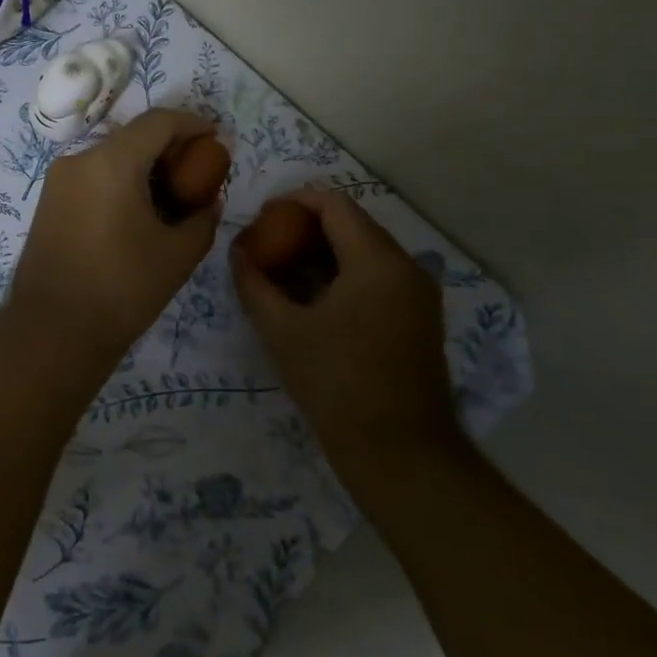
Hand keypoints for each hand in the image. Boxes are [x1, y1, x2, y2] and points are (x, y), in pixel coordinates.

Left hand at [8, 109, 222, 370]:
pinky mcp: (48, 203)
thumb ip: (202, 218)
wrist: (52, 331)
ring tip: (171, 197)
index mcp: (111, 162)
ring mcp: (58, 181)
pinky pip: (92, 177)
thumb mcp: (177, 255)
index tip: (215, 138)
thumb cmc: (121, 289)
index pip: (158, 122)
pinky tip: (138, 213)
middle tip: (198, 173)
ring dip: (143, 167)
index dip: (192, 124)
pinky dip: (120, 182)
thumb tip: (209, 202)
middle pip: (132, 137)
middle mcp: (79, 160)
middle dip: (169, 148)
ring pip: (111, 157)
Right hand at [231, 187, 459, 484]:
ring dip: (323, 251)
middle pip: (351, 224)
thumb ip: (254, 284)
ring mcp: (417, 293)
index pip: (334, 204)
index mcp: (377, 261)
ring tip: (282, 270)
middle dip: (306, 227)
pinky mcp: (419, 317)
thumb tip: (237, 252)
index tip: (262, 218)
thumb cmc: (337, 385)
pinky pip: (377, 276)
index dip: (294, 201)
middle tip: (267, 244)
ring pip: (365, 251)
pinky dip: (343, 273)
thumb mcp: (283, 332)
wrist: (401, 454)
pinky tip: (312, 297)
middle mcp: (406, 266)